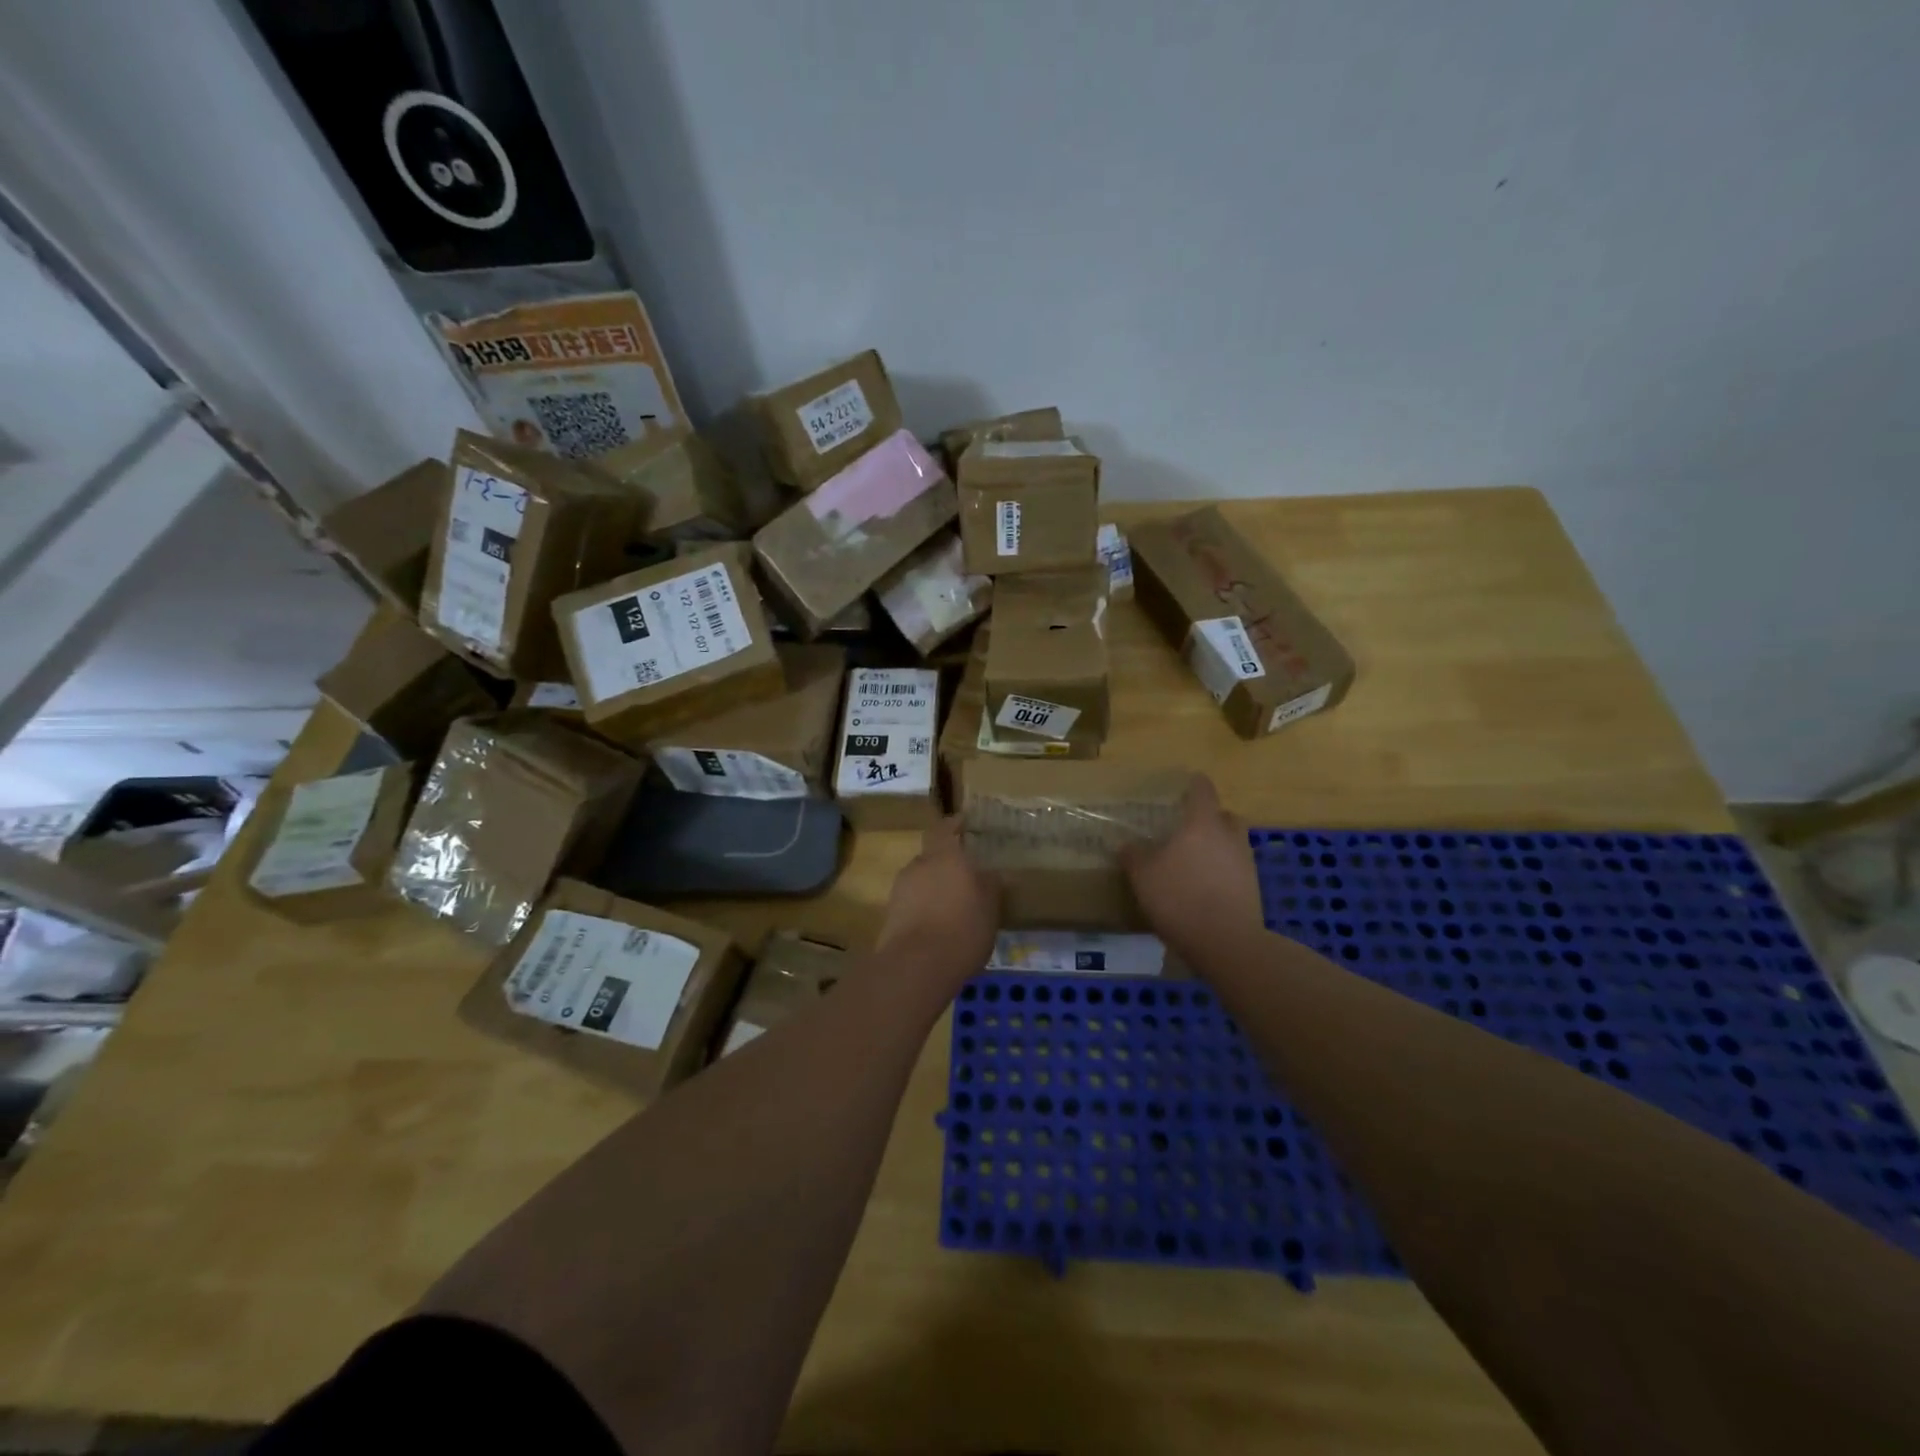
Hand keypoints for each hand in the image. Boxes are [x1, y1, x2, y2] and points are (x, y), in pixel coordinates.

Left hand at [876, 818, 999, 977]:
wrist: (916, 965)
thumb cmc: (963, 928)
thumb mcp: (990, 907)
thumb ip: (990, 885)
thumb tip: (990, 873)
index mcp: (945, 855)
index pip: (945, 828)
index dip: (954, 824)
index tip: (964, 822)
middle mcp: (919, 865)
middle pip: (933, 856)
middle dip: (947, 865)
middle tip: (966, 878)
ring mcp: (900, 889)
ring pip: (921, 881)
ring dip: (935, 889)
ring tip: (953, 908)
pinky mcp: (890, 915)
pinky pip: (912, 903)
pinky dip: (924, 909)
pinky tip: (938, 927)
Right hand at [1121, 776, 1261, 952]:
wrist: (1225, 942)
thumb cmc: (1179, 897)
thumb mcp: (1143, 876)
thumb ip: (1134, 856)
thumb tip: (1127, 845)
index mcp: (1202, 824)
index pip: (1202, 790)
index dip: (1194, 785)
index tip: (1186, 784)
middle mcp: (1229, 836)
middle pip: (1224, 816)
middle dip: (1209, 818)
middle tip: (1188, 828)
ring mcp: (1246, 863)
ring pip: (1232, 844)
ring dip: (1217, 847)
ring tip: (1194, 863)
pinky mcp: (1254, 889)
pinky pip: (1236, 870)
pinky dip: (1222, 873)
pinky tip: (1204, 889)